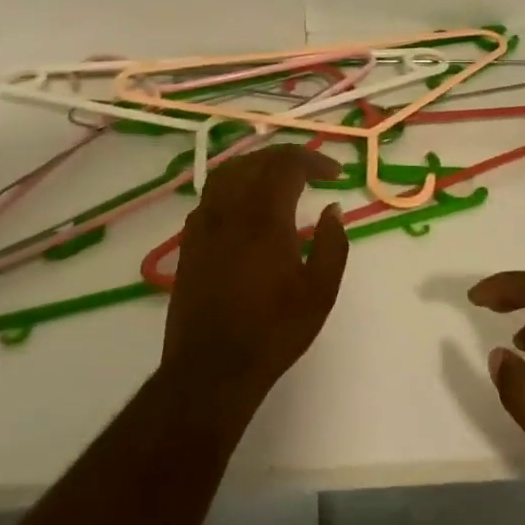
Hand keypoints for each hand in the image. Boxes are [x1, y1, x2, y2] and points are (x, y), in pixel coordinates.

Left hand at [160, 145, 349, 416]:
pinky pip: (210, 195)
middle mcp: (230, 209)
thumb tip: (333, 209)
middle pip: (256, 162)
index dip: (314, 160)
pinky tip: (245, 205)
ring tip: (279, 178)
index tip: (335, 174)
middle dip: (287, 157)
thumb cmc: (273, 331)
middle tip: (313, 170)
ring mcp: (203, 224)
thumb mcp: (320, 292)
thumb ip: (332, 244)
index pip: (287, 164)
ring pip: (228, 173)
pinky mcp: (189, 241)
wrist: (211, 367)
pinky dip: (233, 185)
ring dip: (257, 166)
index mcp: (264, 217)